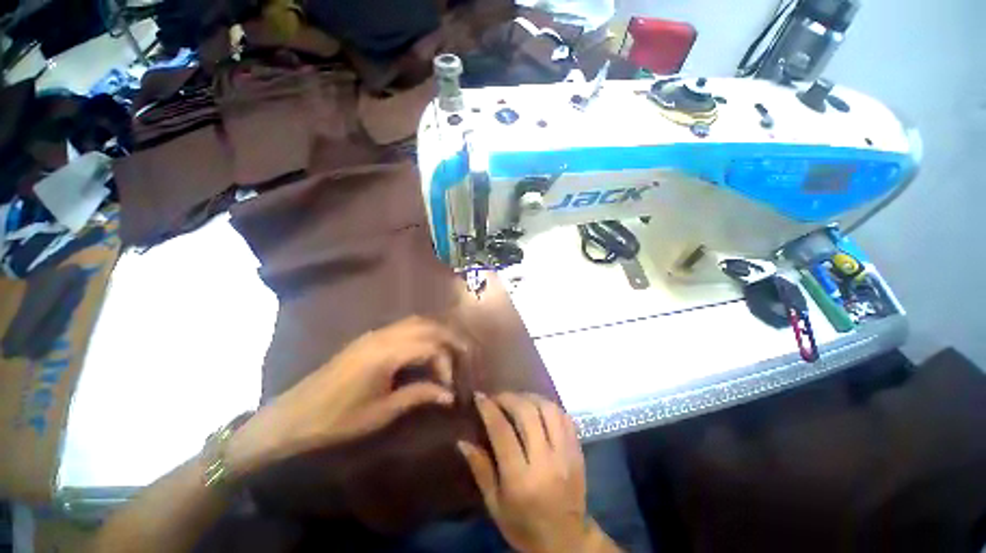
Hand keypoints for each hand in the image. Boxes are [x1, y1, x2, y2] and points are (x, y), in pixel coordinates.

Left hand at [227, 316, 467, 475]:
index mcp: (386, 353)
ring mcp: (376, 333)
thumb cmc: (335, 421)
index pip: (432, 347)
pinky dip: (424, 332)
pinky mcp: (370, 337)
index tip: (452, 389)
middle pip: (429, 326)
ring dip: (439, 333)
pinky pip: (406, 326)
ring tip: (451, 351)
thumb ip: (418, 396)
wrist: (290, 417)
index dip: (448, 364)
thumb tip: (448, 394)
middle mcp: (384, 335)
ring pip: (418, 321)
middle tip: (465, 359)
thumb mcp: (380, 414)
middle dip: (452, 340)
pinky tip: (427, 348)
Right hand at [458, 393, 619, 552]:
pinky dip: (548, 405)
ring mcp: (566, 453)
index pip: (502, 432)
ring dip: (529, 397)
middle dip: (508, 398)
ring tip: (516, 399)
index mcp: (521, 479)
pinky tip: (537, 407)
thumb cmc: (524, 526)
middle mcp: (546, 461)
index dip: (489, 409)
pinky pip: (564, 416)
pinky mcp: (577, 450)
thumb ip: (480, 469)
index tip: (479, 396)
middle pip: (527, 413)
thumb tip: (462, 441)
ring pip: (548, 409)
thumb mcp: (495, 505)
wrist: (566, 541)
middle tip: (497, 397)